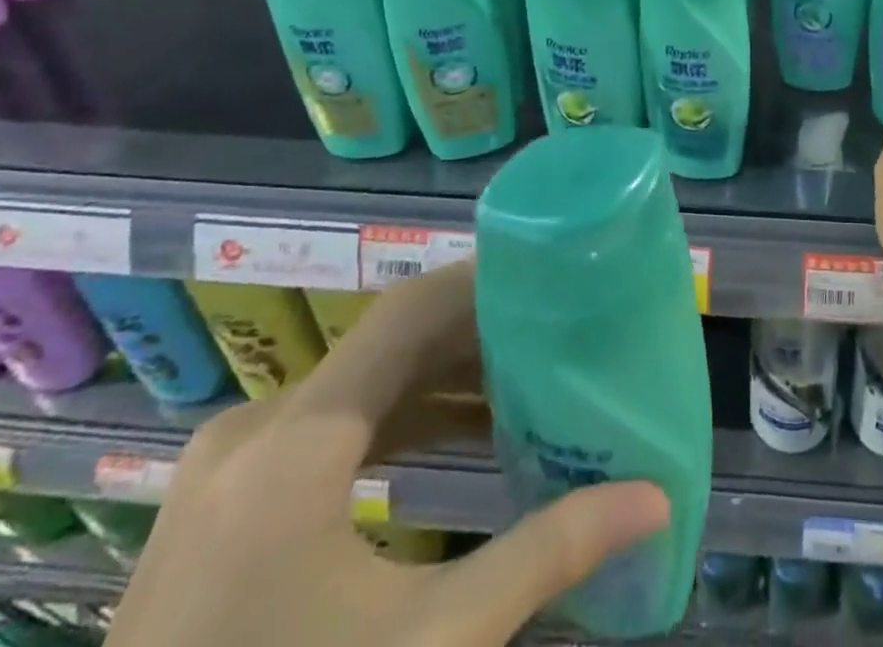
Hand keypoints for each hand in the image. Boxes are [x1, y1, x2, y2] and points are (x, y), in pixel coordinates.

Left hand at [109, 264, 668, 646]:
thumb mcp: (429, 644)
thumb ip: (544, 556)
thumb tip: (654, 499)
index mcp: (294, 444)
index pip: (406, 313)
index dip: (483, 283)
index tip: (556, 273)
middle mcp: (255, 432)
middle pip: (388, 344)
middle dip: (480, 332)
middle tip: (562, 324)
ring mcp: (231, 470)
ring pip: (362, 384)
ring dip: (444, 376)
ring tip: (530, 374)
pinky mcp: (229, 505)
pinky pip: (332, 428)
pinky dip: (403, 418)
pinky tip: (465, 433)